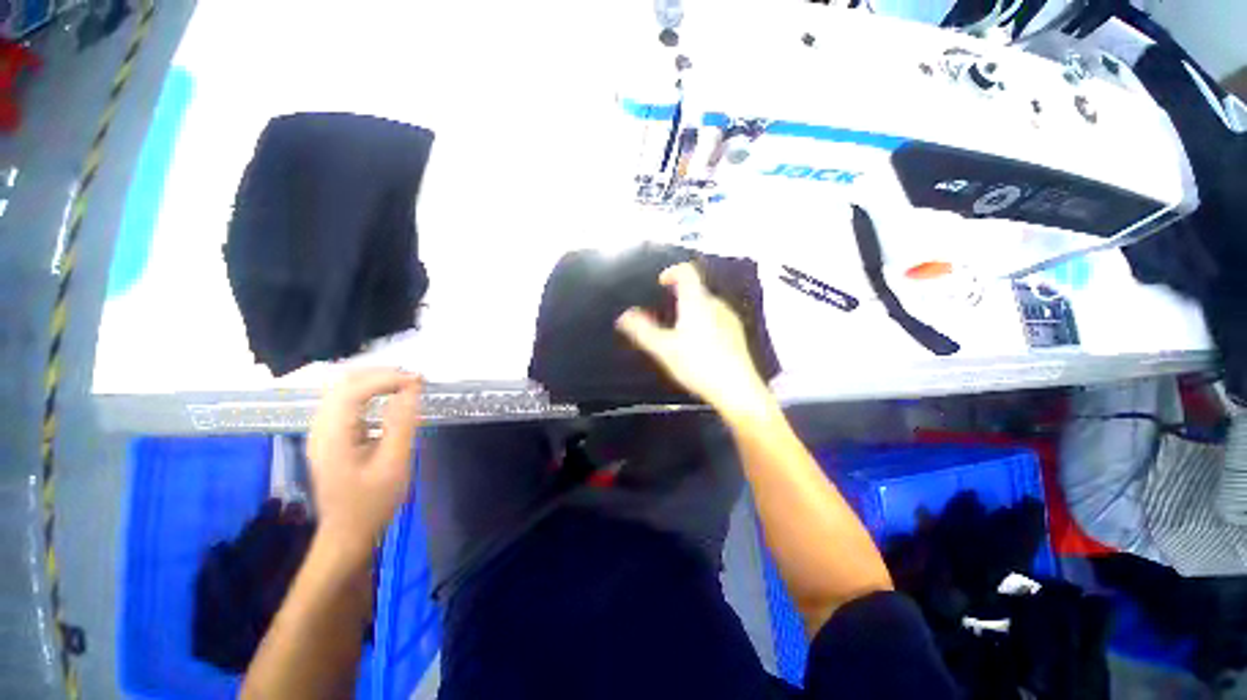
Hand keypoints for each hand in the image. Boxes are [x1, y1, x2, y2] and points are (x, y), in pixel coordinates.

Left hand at [307, 369, 421, 561]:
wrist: (347, 533)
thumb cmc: (372, 502)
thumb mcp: (394, 464)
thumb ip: (401, 423)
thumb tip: (412, 389)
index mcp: (332, 436)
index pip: (352, 390)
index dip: (386, 378)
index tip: (418, 381)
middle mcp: (321, 428)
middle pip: (343, 384)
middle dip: (380, 375)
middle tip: (414, 381)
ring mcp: (322, 432)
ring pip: (343, 390)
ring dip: (375, 381)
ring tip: (406, 385)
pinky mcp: (330, 436)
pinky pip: (346, 402)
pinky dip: (370, 393)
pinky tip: (390, 398)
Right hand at [616, 263, 772, 418]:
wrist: (736, 390)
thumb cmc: (697, 365)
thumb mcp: (664, 349)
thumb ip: (643, 330)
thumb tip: (624, 316)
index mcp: (697, 302)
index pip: (687, 272)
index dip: (672, 271)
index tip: (661, 282)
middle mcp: (716, 305)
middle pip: (697, 290)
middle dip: (679, 296)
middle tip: (665, 314)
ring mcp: (730, 319)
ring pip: (707, 306)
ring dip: (692, 311)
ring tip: (679, 332)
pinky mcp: (737, 334)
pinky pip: (717, 319)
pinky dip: (704, 323)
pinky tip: (700, 345)